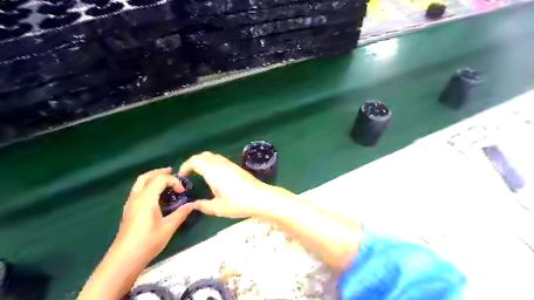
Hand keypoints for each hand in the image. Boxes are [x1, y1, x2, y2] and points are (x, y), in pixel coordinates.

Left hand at [112, 167, 193, 263]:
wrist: (124, 260)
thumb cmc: (148, 242)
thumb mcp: (169, 227)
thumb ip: (181, 213)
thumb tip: (192, 205)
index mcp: (146, 199)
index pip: (160, 179)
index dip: (174, 181)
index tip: (183, 191)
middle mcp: (136, 198)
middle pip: (146, 177)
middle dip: (159, 172)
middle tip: (172, 172)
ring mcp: (130, 204)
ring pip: (139, 184)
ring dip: (152, 178)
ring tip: (165, 181)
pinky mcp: (129, 211)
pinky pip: (138, 191)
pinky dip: (148, 187)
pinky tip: (156, 196)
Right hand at [176, 152, 290, 218]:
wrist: (261, 197)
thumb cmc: (238, 203)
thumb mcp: (218, 208)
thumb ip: (204, 206)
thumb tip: (194, 205)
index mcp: (213, 171)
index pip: (194, 160)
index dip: (185, 166)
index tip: (182, 176)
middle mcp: (220, 164)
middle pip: (203, 155)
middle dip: (194, 162)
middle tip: (190, 175)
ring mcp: (230, 164)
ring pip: (213, 156)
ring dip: (204, 162)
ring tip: (201, 175)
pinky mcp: (237, 167)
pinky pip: (221, 160)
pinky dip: (213, 163)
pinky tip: (216, 176)